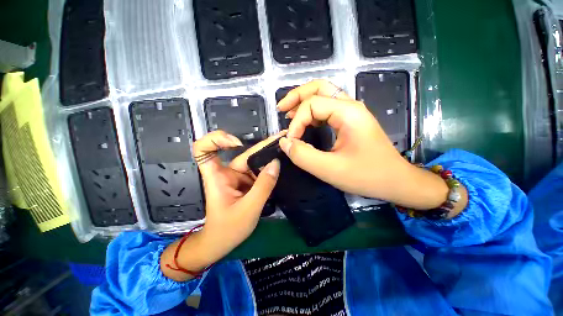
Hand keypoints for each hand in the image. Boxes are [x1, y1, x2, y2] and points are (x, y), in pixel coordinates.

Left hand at [161, 131, 280, 280]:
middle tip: (282, 139)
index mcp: (217, 176)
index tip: (237, 143)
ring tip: (286, 148)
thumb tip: (276, 163)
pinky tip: (282, 162)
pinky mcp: (246, 182)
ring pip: (254, 161)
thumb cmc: (228, 230)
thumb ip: (263, 186)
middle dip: (262, 146)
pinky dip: (270, 167)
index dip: (216, 140)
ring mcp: (238, 177)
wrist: (222, 243)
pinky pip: (259, 171)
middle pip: (242, 154)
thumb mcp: (248, 209)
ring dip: (269, 156)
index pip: (204, 150)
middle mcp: (227, 173)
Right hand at [277, 79, 465, 211]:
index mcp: (348, 113)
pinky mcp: (350, 121)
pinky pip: (327, 108)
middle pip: (319, 87)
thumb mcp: (330, 169)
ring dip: (303, 101)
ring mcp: (351, 112)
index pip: (312, 105)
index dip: (297, 122)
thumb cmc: (366, 176)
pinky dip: (312, 112)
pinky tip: (304, 121)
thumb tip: (284, 142)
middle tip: (281, 109)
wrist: (395, 181)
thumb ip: (303, 156)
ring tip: (288, 114)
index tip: (291, 141)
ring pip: (323, 94)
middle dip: (297, 96)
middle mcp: (350, 106)